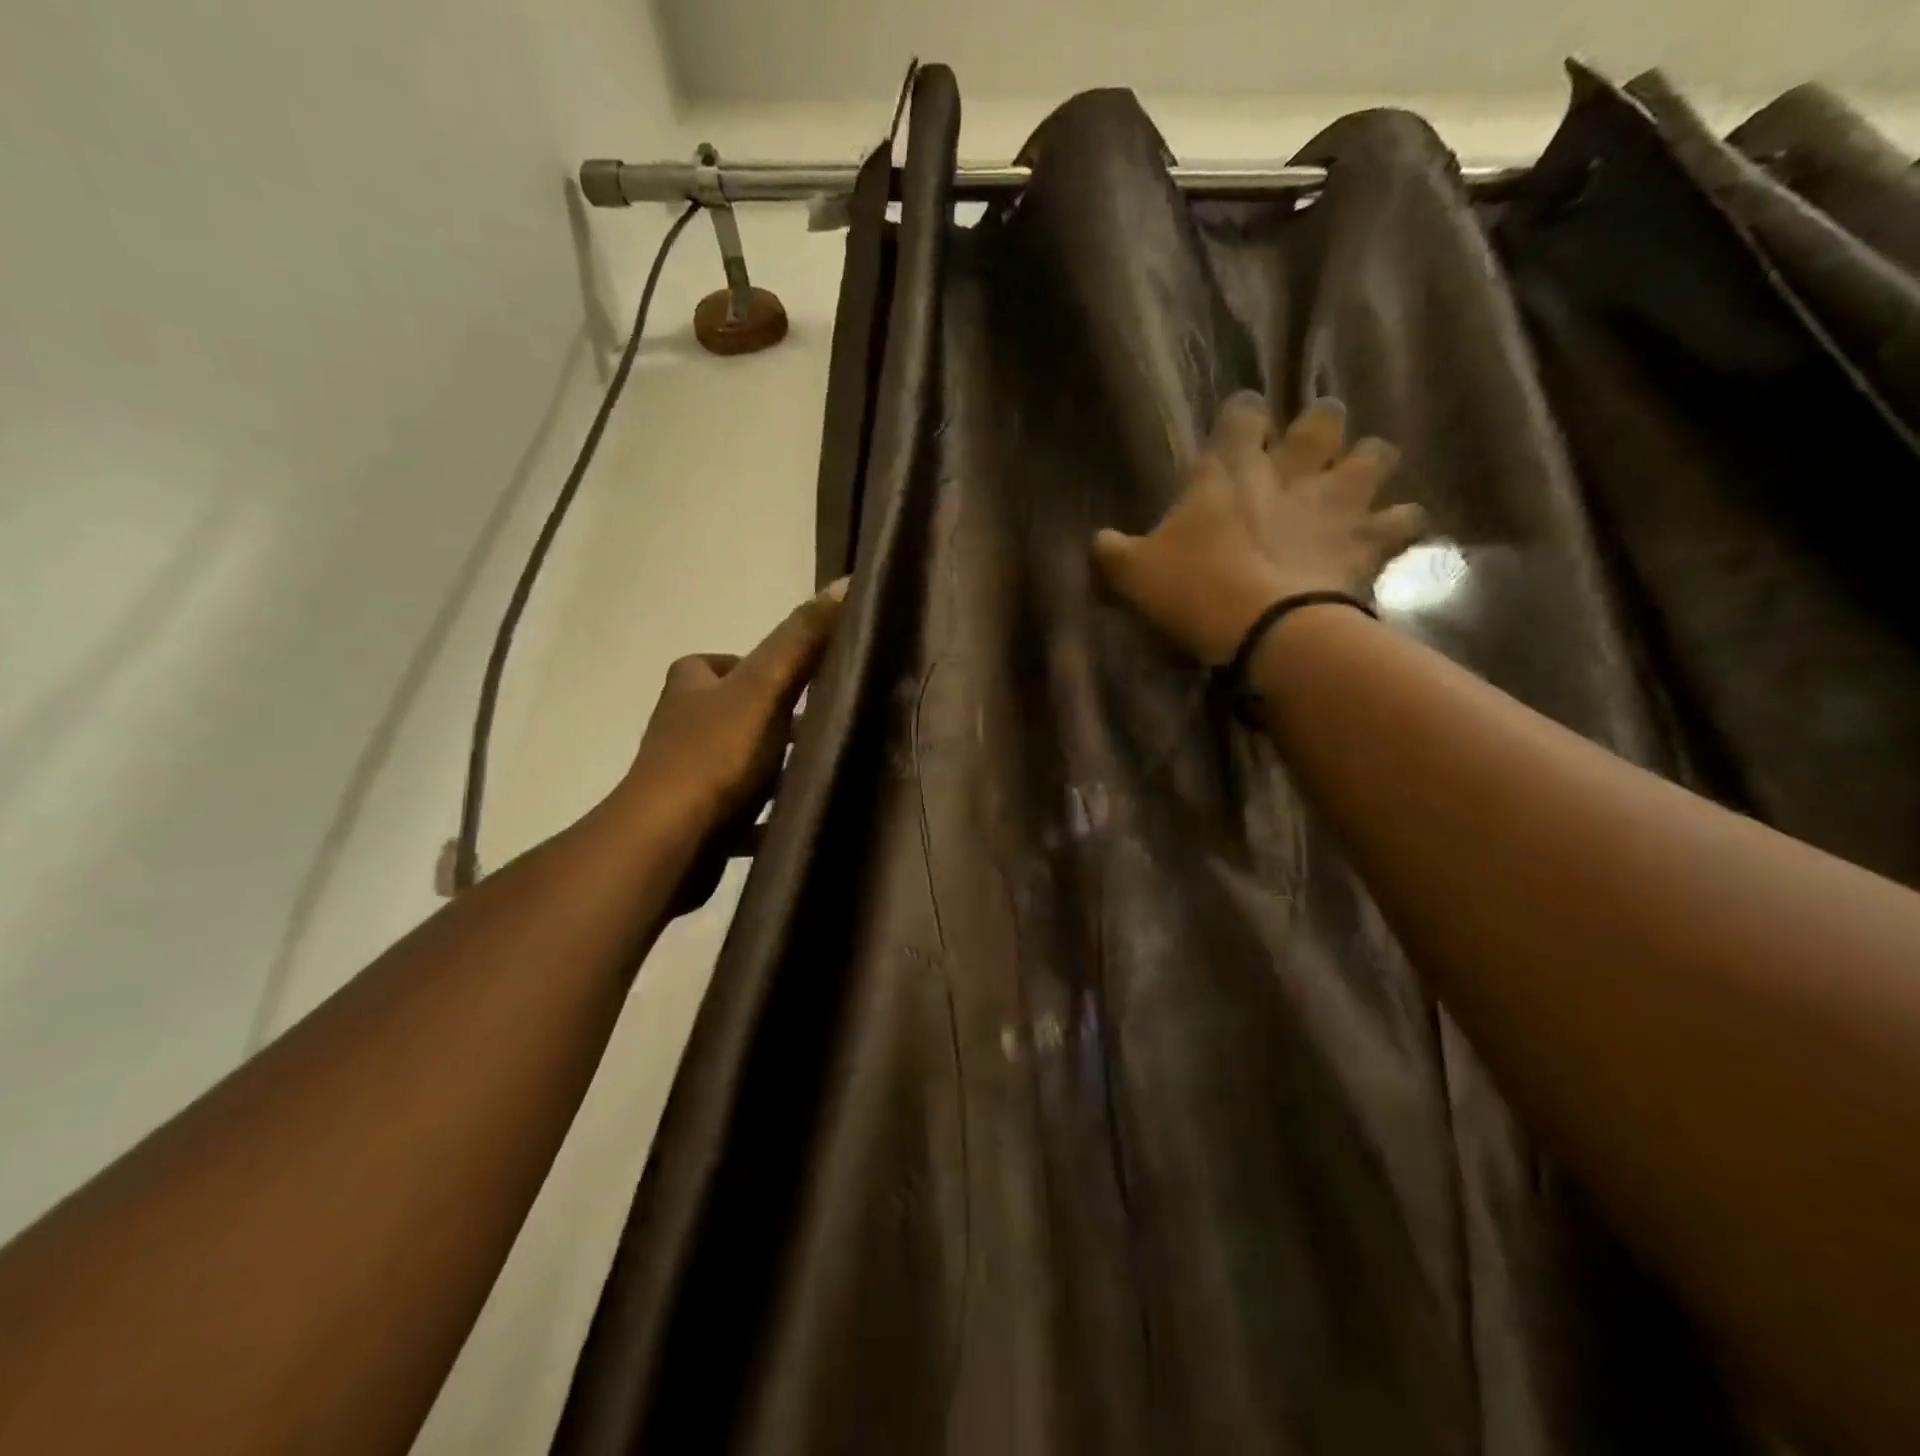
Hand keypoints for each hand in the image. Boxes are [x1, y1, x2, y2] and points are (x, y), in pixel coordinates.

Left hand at [623, 579, 847, 843]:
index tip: (800, 686)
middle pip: (734, 712)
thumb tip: (844, 583)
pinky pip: (737, 808)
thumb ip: (801, 640)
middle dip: (772, 721)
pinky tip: (792, 817)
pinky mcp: (695, 817)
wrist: (671, 839)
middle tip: (817, 730)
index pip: (724, 663)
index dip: (762, 670)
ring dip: (769, 766)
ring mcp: (685, 773)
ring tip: (812, 772)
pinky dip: (762, 813)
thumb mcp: (765, 687)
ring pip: (736, 759)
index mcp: (690, 685)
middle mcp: (681, 724)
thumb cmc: (717, 753)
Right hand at [1092, 394, 1425, 664]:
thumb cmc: (1192, 591)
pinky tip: (1391, 531)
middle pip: (1322, 420)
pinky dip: (1400, 522)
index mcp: (1229, 472)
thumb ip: (1112, 551)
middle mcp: (1289, 473)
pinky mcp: (1367, 541)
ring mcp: (1336, 503)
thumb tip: (1097, 543)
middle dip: (1321, 424)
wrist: (1263, 629)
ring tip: (1362, 478)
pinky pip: (1404, 519)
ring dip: (1369, 462)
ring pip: (1375, 456)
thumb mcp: (1132, 573)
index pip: (1241, 414)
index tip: (1243, 420)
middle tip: (1313, 441)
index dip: (1243, 413)